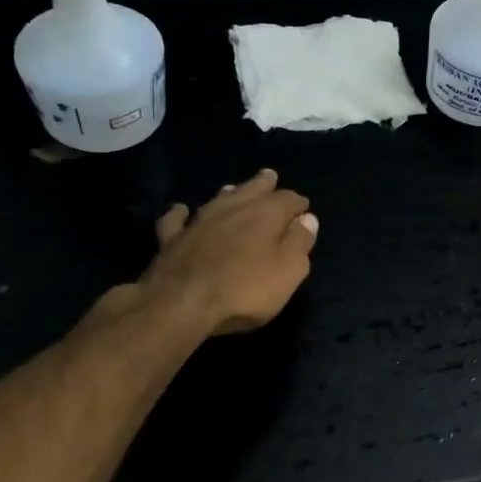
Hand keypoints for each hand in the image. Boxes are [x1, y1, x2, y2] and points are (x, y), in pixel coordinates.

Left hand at [137, 169, 318, 335]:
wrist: (182, 303)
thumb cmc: (245, 290)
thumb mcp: (289, 271)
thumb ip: (300, 243)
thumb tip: (308, 219)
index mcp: (265, 214)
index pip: (288, 199)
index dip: (298, 204)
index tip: (304, 210)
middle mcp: (233, 208)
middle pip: (252, 188)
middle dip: (264, 184)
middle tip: (270, 177)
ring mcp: (199, 221)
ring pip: (217, 199)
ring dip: (229, 193)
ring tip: (234, 189)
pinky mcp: (172, 239)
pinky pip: (176, 219)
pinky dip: (180, 214)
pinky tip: (181, 211)